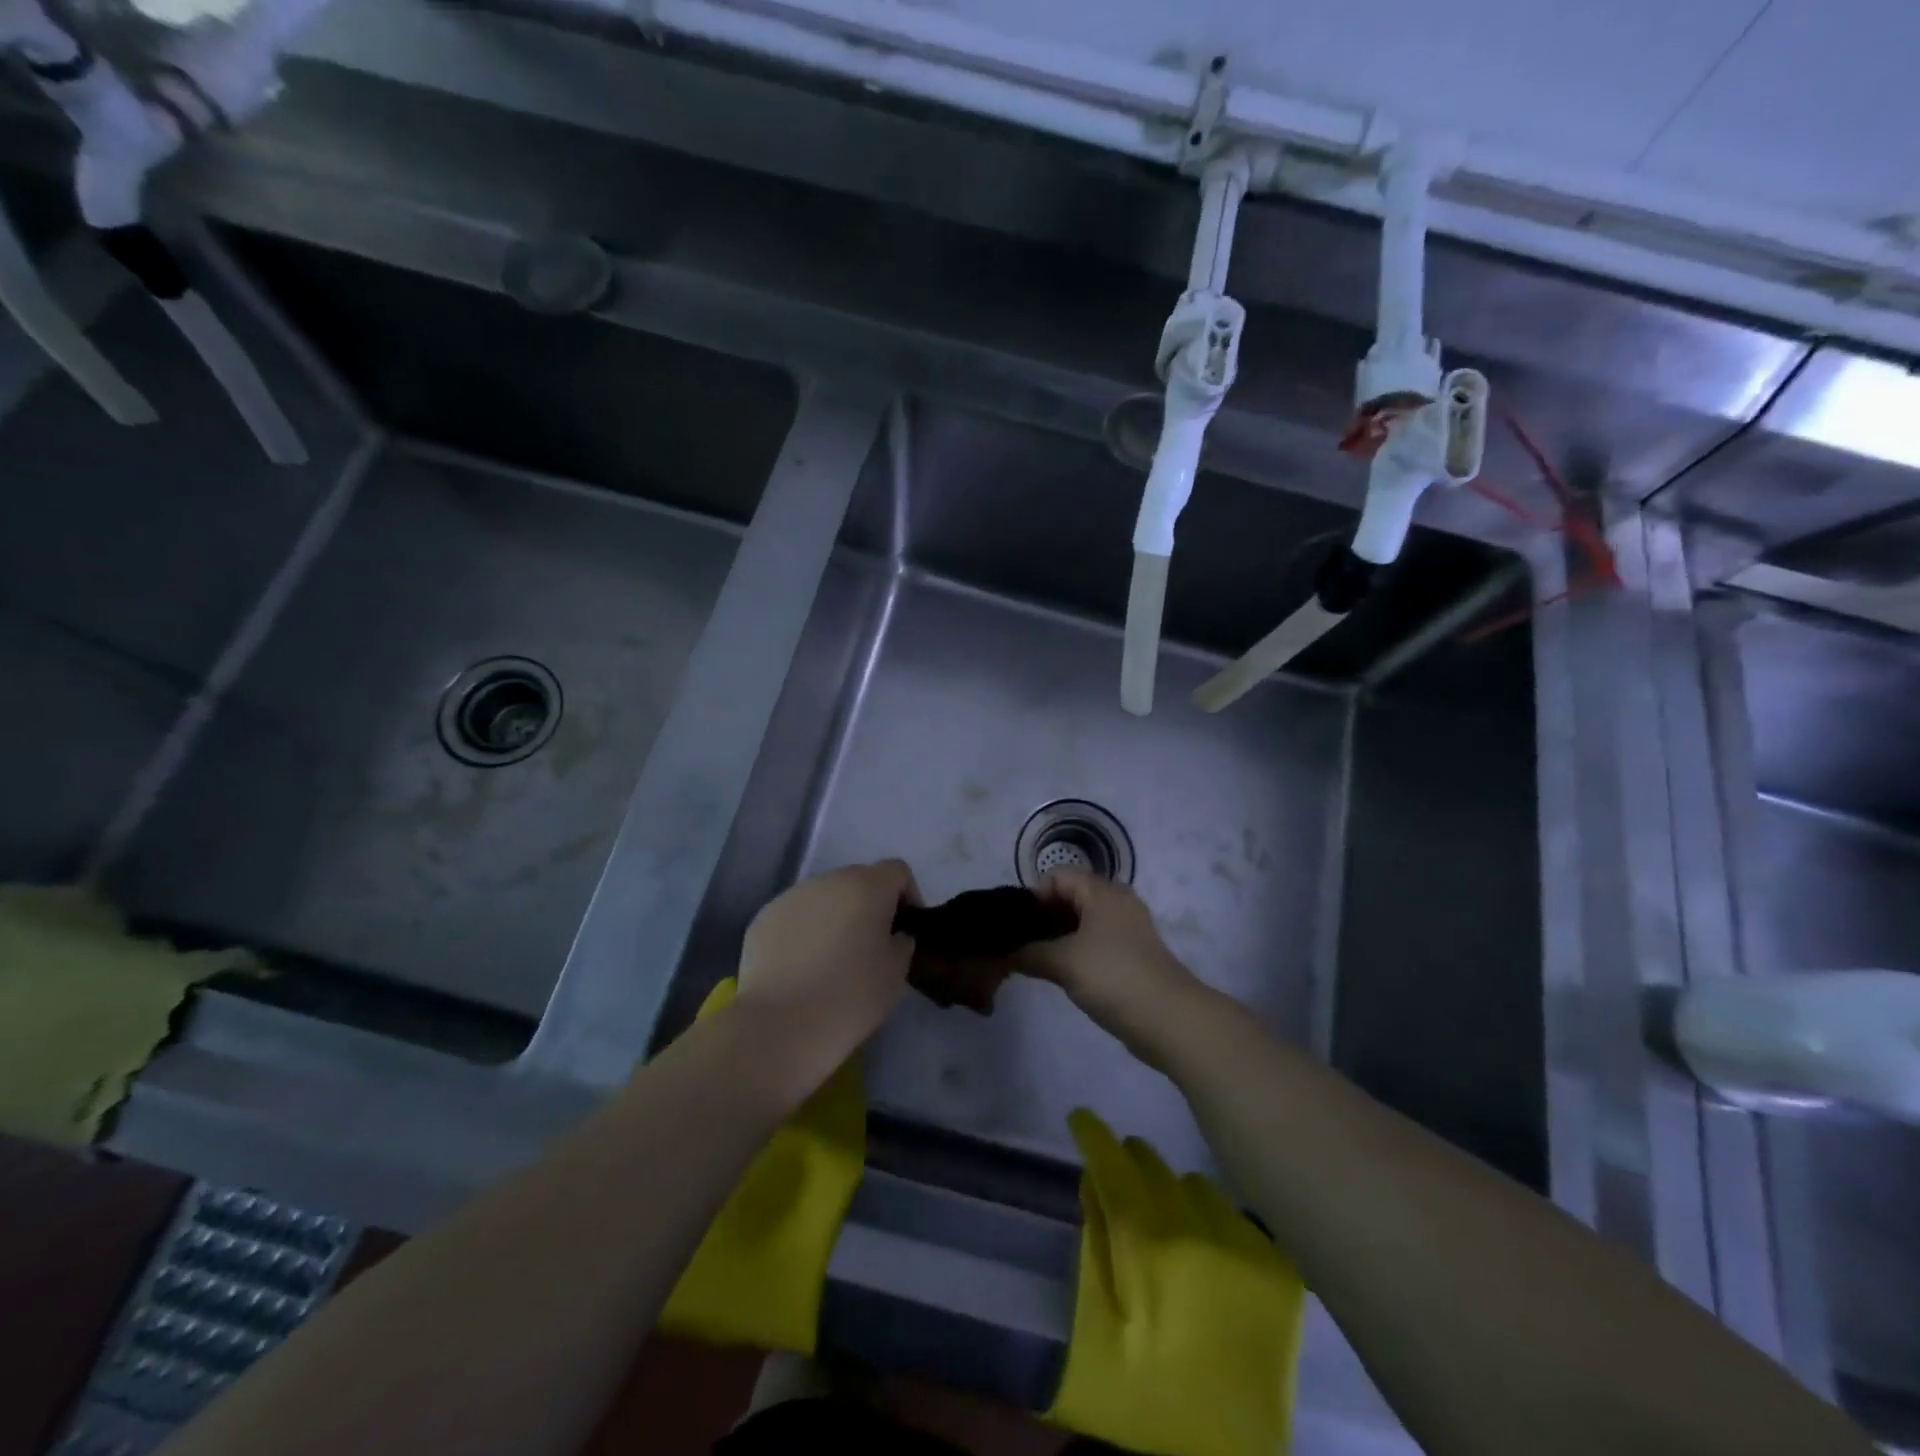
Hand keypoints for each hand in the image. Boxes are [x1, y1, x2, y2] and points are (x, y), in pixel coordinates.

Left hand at [734, 859, 919, 1093]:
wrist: (780, 1026)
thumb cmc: (850, 996)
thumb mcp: (896, 972)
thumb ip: (901, 941)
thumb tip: (891, 934)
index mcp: (867, 886)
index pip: (897, 871)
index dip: (908, 895)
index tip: (904, 930)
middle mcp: (828, 880)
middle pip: (859, 880)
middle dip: (869, 905)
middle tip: (870, 946)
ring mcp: (791, 896)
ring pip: (824, 897)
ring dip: (835, 917)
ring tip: (832, 959)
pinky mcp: (764, 918)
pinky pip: (796, 916)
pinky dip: (805, 932)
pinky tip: (801, 968)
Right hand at [1016, 869, 1208, 1063]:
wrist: (1169, 1019)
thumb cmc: (1113, 976)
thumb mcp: (1063, 962)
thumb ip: (1028, 953)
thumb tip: (1002, 953)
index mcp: (1101, 891)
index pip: (1056, 876)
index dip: (1032, 897)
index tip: (1015, 926)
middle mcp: (1116, 902)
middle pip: (1069, 896)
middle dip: (1042, 918)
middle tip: (1018, 945)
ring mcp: (1126, 929)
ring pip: (1082, 921)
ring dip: (1057, 937)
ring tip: (1033, 961)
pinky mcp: (1131, 955)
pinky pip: (1094, 942)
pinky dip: (1074, 951)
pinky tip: (1059, 973)